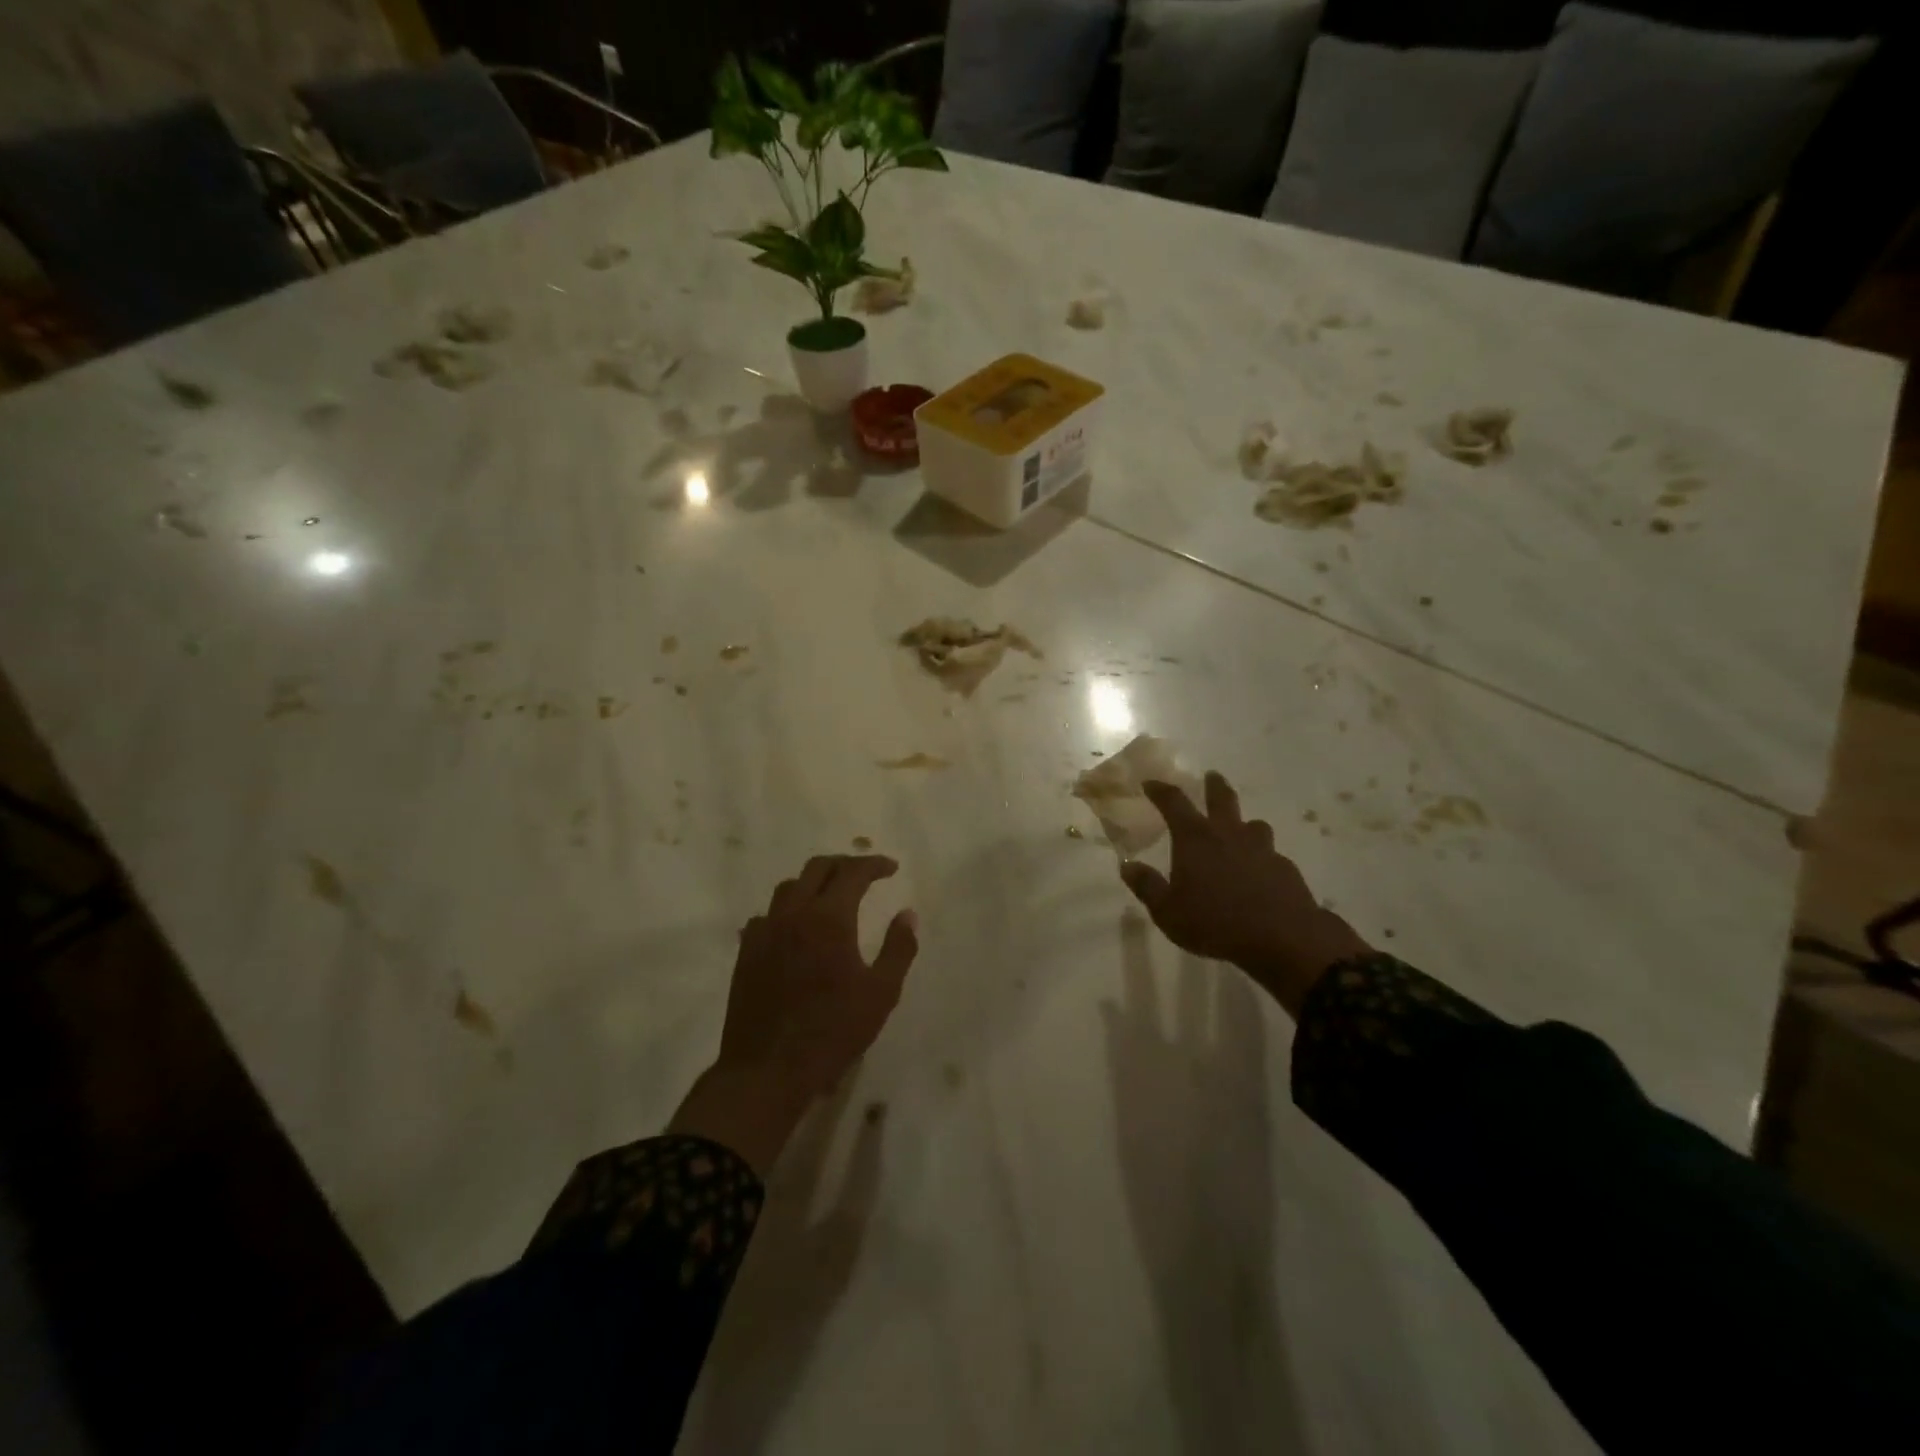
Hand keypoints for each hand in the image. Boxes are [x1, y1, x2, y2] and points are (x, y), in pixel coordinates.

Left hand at [670, 855, 918, 1171]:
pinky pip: (766, 916)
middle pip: (817, 868)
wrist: (768, 1070)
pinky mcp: (746, 953)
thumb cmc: (832, 1031)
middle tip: (864, 875)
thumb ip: (899, 948)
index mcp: (829, 918)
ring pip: (788, 888)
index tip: (891, 869)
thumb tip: (907, 914)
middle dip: (844, 864)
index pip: (853, 872)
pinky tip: (794, 929)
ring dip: (813, 883)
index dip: (874, 865)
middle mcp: (793, 914)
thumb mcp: (881, 993)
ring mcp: (764, 932)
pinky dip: (786, 911)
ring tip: (830, 897)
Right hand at [1119, 771, 1370, 1017]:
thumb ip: (1147, 886)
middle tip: (1212, 776)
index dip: (1160, 790)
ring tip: (1241, 830)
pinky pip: (1271, 855)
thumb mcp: (1167, 911)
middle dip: (1214, 786)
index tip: (1151, 783)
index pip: (1174, 803)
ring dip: (1244, 824)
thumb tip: (1127, 865)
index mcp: (1195, 839)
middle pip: (1222, 799)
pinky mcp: (1285, 868)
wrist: (1281, 938)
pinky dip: (1262, 858)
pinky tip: (1260, 873)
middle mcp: (1228, 834)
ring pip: (1254, 825)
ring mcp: (1261, 849)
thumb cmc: (1214, 922)